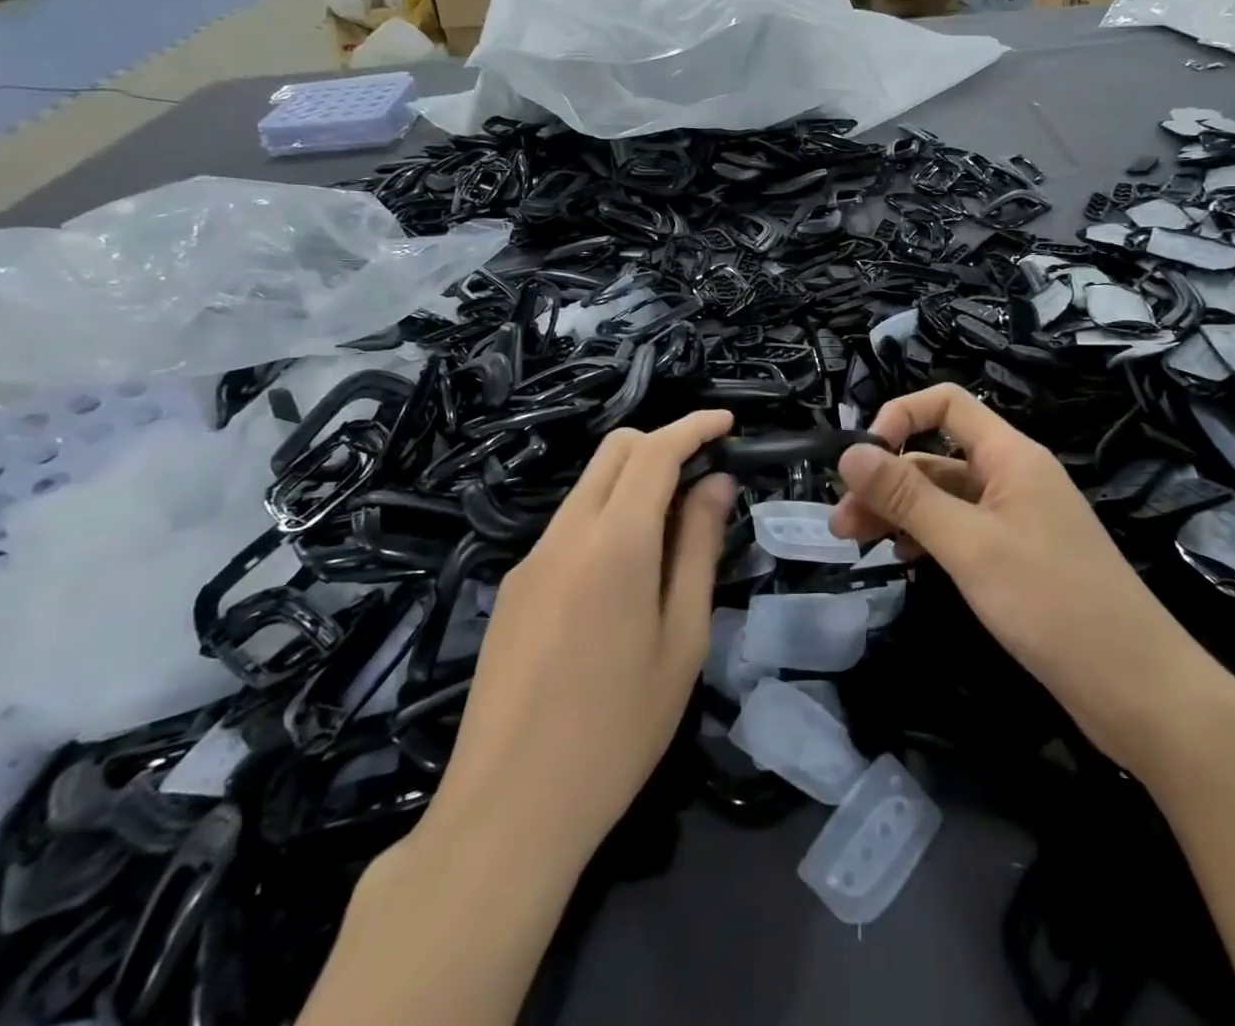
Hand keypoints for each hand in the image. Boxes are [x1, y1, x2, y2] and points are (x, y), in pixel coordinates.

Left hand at [422, 411, 736, 865]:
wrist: (507, 811)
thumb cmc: (618, 729)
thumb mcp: (682, 639)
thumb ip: (699, 549)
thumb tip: (717, 485)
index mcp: (615, 541)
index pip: (656, 450)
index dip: (694, 427)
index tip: (728, 424)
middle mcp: (566, 533)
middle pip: (614, 451)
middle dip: (662, 443)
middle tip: (704, 477)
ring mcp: (530, 560)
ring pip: (588, 487)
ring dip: (633, 484)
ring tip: (672, 535)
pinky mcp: (512, 589)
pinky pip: (567, 527)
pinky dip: (606, 519)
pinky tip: (623, 578)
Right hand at [829, 384, 1232, 772]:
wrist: (1137, 689)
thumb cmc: (1052, 603)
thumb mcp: (969, 545)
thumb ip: (908, 496)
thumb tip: (849, 451)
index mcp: (1010, 456)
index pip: (947, 404)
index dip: (901, 417)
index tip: (863, 459)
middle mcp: (1012, 477)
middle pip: (937, 455)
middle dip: (886, 479)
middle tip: (841, 521)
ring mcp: (1016, 519)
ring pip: (944, 498)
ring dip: (899, 511)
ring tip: (856, 543)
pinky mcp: (1016, 557)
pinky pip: (960, 530)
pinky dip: (927, 537)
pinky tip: (904, 558)